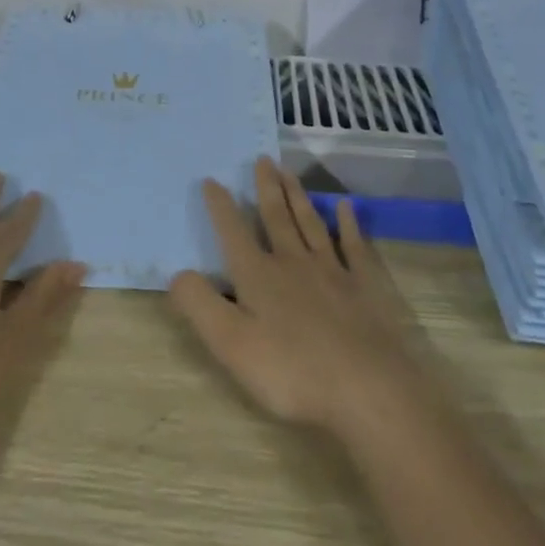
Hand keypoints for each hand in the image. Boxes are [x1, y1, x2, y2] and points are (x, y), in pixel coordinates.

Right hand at [168, 156, 433, 442]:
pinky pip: (353, 245)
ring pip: (310, 223)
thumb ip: (201, 306)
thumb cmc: (293, 371)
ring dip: (297, 196)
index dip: (221, 207)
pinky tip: (346, 207)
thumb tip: (177, 272)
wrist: (366, 386)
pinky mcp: (364, 285)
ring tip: (288, 171)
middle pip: (276, 217)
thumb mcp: (231, 345)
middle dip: (266, 188)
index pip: (234, 233)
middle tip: (262, 159)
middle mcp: (292, 262)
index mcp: (259, 276)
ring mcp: (331, 270)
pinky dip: (348, 224)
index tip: (212, 180)